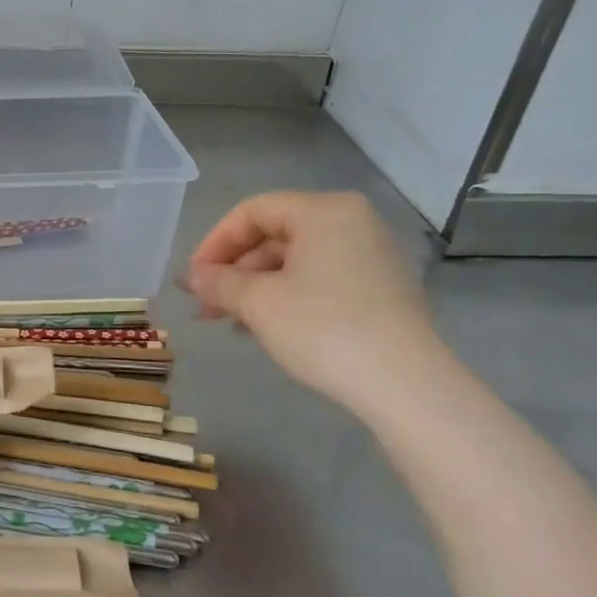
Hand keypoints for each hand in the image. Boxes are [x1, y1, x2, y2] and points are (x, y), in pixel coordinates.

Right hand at [183, 191, 441, 410]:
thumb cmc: (323, 328)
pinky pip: (320, 280)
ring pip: (295, 262)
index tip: (193, 279)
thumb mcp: (259, 303)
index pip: (253, 212)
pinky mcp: (380, 290)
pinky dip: (286, 297)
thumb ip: (219, 282)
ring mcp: (370, 257)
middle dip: (234, 271)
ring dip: (255, 288)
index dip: (214, 243)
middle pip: (274, 236)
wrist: (405, 385)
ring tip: (228, 322)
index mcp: (324, 211)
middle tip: (205, 306)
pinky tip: (264, 329)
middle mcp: (351, 223)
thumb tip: (191, 277)